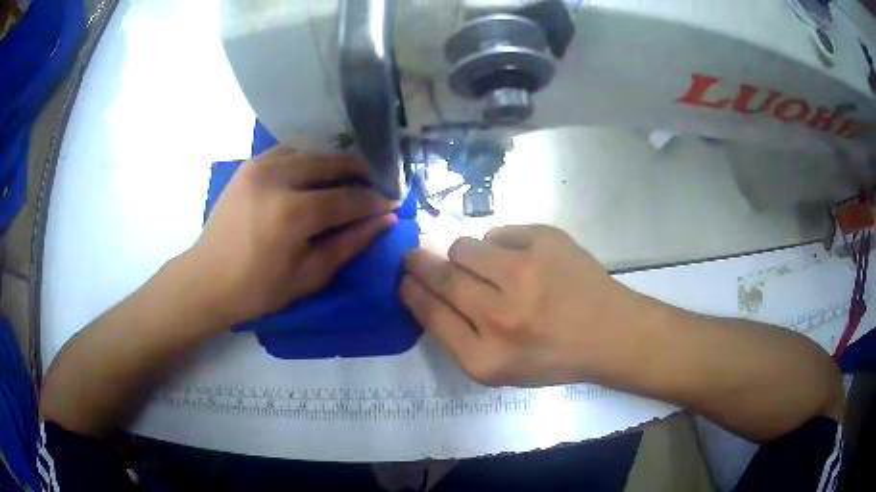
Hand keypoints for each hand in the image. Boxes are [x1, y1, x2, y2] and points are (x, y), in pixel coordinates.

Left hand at [190, 146, 397, 323]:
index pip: (348, 198)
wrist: (207, 279)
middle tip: (376, 184)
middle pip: (332, 162)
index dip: (375, 200)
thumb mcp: (309, 276)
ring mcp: (259, 166)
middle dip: (360, 171)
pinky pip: (288, 150)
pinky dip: (308, 158)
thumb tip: (385, 219)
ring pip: (311, 150)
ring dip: (335, 161)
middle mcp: (277, 178)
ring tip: (349, 177)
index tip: (392, 202)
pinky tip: (315, 173)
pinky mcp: (249, 164)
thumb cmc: (258, 289)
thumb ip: (350, 244)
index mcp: (293, 213)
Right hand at [401, 224, 647, 386]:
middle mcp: (501, 316)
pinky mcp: (547, 241)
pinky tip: (523, 261)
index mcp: (486, 358)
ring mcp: (526, 273)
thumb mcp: (500, 369)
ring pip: (465, 246)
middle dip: (420, 262)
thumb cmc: (553, 357)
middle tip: (416, 256)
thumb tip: (426, 291)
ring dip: (466, 254)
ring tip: (487, 266)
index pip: (430, 313)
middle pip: (441, 275)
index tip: (405, 278)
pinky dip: (502, 245)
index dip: (411, 291)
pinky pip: (499, 232)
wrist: (609, 333)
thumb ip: (458, 337)